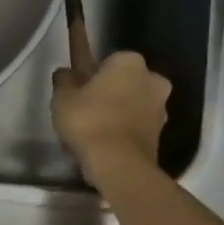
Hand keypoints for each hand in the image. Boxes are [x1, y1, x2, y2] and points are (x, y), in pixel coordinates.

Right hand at [52, 51, 170, 181]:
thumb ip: (64, 81)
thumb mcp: (62, 98)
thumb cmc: (88, 120)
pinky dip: (124, 129)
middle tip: (85, 109)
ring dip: (119, 111)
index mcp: (129, 62)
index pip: (108, 61)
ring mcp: (161, 106)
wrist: (118, 163)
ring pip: (133, 103)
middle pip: (125, 81)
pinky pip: (137, 124)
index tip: (78, 90)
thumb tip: (65, 73)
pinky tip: (105, 143)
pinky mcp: (161, 132)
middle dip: (109, 91)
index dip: (91, 75)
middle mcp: (152, 78)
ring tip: (94, 130)